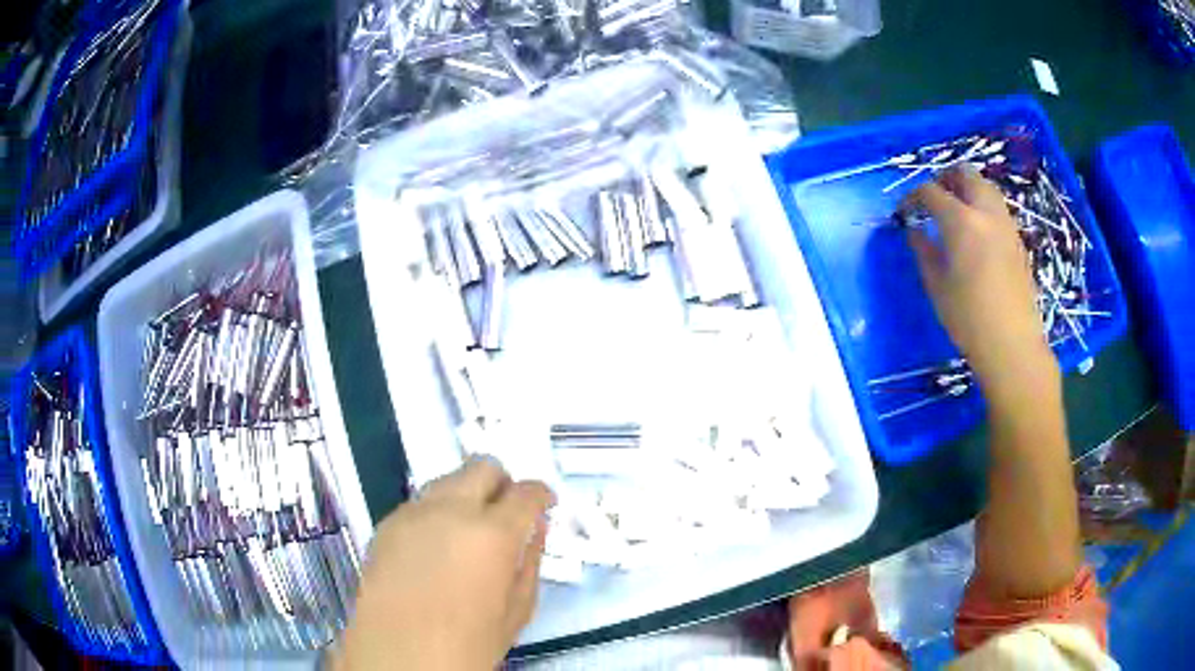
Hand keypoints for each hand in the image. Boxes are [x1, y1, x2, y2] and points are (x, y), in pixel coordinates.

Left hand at [333, 458, 554, 670]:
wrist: (399, 656)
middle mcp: (450, 510)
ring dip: (466, 496)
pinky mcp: (386, 524)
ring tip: (467, 533)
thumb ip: (530, 562)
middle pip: (482, 467)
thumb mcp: (517, 610)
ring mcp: (412, 513)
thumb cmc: (468, 643)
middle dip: (502, 484)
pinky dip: (437, 514)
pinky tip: (435, 549)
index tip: (544, 505)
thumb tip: (535, 529)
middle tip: (506, 514)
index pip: (526, 492)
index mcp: (492, 533)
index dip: (541, 495)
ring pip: (448, 481)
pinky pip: (419, 504)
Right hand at [904, 166, 1056, 399]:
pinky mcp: (1017, 240)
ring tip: (954, 212)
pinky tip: (975, 233)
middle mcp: (986, 213)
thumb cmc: (969, 319)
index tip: (904, 211)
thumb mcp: (937, 287)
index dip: (913, 196)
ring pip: (985, 187)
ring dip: (966, 190)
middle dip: (944, 178)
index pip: (931, 191)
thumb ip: (924, 251)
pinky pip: (997, 208)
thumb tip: (914, 231)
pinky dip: (982, 207)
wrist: (1012, 345)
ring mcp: (1006, 224)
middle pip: (965, 174)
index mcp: (961, 221)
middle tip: (933, 199)